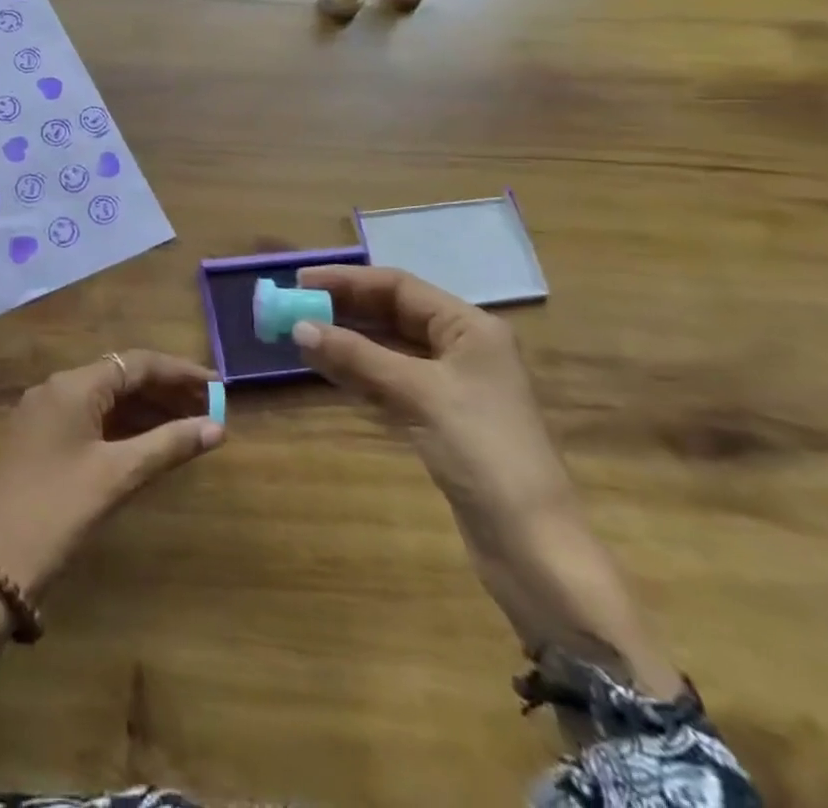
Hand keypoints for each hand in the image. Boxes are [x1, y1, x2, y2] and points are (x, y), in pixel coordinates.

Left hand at [0, 350, 222, 596]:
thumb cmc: (60, 511)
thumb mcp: (118, 476)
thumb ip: (168, 445)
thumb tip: (217, 428)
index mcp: (72, 386)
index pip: (136, 363)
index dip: (180, 372)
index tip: (218, 386)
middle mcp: (56, 388)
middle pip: (121, 376)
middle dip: (166, 391)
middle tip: (209, 410)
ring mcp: (45, 412)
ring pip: (106, 397)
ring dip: (146, 409)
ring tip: (190, 426)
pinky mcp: (41, 437)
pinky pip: (91, 417)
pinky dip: (123, 425)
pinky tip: (150, 441)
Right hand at [294, 267, 680, 697]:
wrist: (534, 547)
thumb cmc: (483, 452)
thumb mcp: (418, 394)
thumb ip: (357, 357)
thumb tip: (299, 327)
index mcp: (469, 327)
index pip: (399, 287)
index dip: (347, 280)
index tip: (300, 282)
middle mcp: (461, 347)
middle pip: (393, 313)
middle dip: (344, 308)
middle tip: (294, 307)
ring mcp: (451, 385)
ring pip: (388, 347)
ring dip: (346, 339)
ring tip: (299, 334)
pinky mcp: (439, 419)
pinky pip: (389, 380)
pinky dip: (357, 371)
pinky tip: (325, 368)